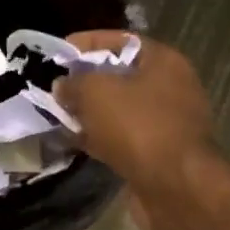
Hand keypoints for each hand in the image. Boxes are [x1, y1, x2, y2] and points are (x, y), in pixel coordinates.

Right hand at [54, 33, 219, 229]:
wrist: (177, 188)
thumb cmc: (140, 128)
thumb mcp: (98, 93)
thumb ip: (75, 83)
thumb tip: (62, 85)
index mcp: (164, 61)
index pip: (121, 41)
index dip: (86, 43)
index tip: (57, 53)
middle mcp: (171, 88)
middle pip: (120, 77)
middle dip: (85, 82)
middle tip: (53, 88)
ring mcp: (166, 124)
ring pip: (119, 111)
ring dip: (90, 114)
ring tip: (56, 116)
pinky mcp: (158, 155)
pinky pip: (123, 139)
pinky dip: (100, 139)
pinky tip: (74, 143)